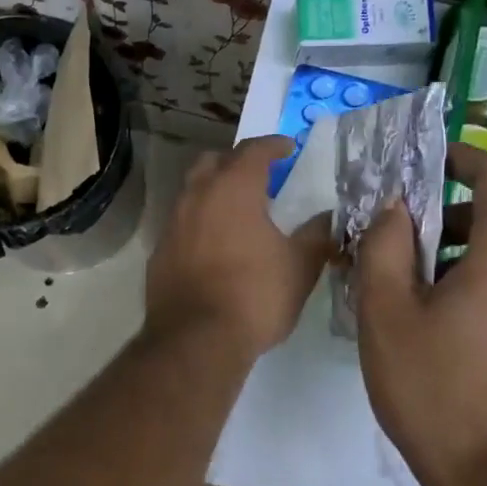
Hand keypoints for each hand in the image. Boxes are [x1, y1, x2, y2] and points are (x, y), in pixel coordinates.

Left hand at [146, 135, 332, 358]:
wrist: (196, 339)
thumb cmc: (255, 295)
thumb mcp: (299, 266)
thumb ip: (316, 236)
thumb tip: (327, 218)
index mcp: (233, 189)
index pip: (252, 151)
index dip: (272, 145)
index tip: (287, 148)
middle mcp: (197, 196)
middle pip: (213, 162)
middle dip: (236, 162)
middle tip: (259, 176)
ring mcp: (172, 224)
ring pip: (192, 191)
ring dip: (214, 191)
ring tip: (238, 210)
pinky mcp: (159, 251)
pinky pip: (181, 223)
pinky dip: (200, 222)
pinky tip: (215, 245)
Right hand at [354, 142, 486, 485]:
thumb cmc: (432, 388)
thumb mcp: (385, 312)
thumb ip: (384, 246)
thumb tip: (392, 207)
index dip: (465, 159)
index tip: (428, 161)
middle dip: (450, 211)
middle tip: (398, 232)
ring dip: (464, 246)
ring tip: (412, 278)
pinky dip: (483, 276)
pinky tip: (443, 314)